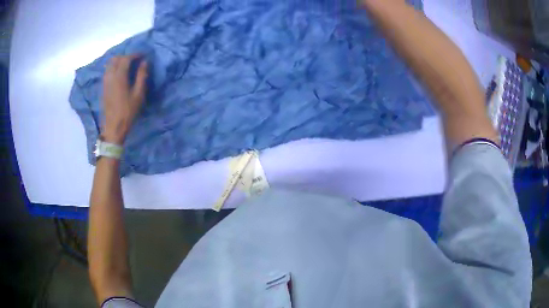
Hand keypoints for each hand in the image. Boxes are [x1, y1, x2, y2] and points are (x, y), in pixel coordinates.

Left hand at [102, 55, 147, 143]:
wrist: (113, 127)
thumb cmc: (128, 111)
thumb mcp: (138, 94)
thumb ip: (142, 76)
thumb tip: (144, 62)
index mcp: (119, 76)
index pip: (126, 58)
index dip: (135, 54)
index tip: (142, 56)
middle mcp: (110, 76)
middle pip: (116, 59)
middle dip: (125, 56)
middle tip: (134, 60)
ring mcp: (105, 82)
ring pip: (109, 64)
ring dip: (118, 61)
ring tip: (126, 65)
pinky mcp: (103, 88)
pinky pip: (107, 72)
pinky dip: (113, 68)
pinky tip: (119, 73)